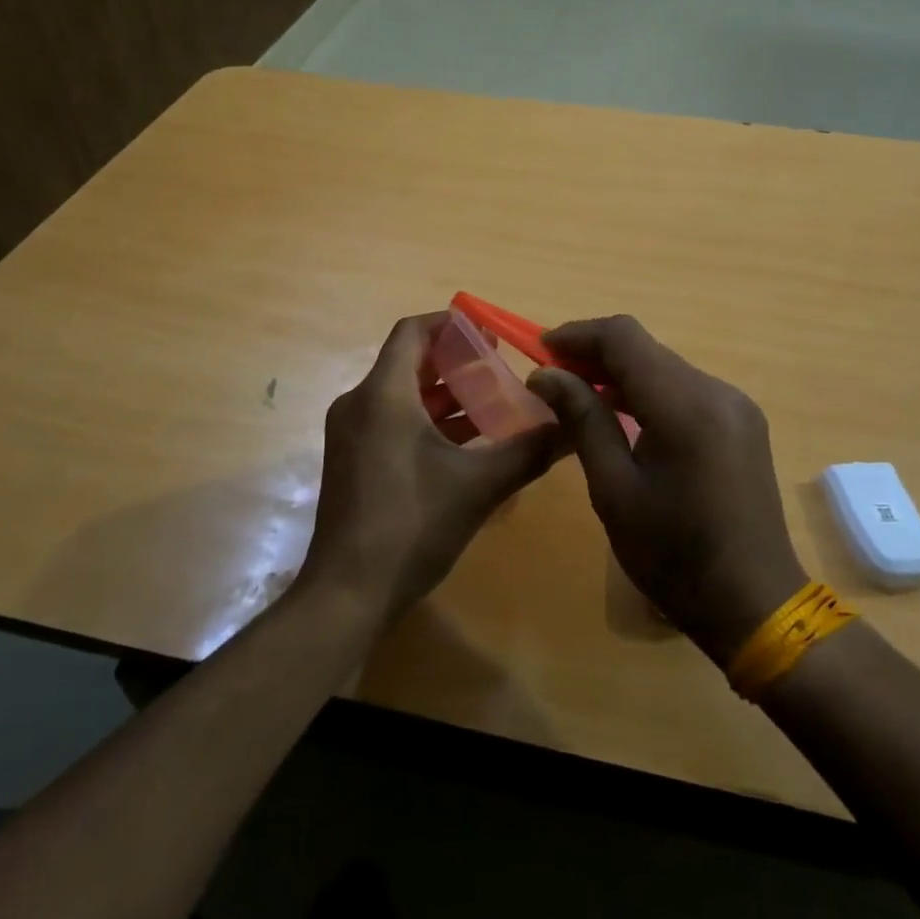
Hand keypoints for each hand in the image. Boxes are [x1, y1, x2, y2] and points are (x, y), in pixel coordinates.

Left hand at [300, 312, 564, 625]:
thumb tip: (572, 426)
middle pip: (409, 362)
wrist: (347, 594)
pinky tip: (466, 443)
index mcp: (384, 395)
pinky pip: (392, 421)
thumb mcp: (479, 486)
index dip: (450, 324)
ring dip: (444, 395)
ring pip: (401, 395)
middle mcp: (359, 404)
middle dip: (455, 362)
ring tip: (493, 403)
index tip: (488, 332)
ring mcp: (351, 434)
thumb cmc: (411, 525)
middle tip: (500, 368)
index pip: (412, 332)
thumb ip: (528, 450)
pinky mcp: (352, 461)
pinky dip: (427, 421)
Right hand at [528, 316, 806, 662]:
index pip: (624, 338)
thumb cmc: (674, 556)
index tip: (540, 351)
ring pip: (664, 366)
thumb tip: (545, 374)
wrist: (756, 605)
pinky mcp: (741, 421)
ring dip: (620, 372)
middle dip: (595, 353)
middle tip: (552, 377)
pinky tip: (623, 415)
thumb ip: (582, 420)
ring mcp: (735, 405)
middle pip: (646, 348)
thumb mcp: (614, 490)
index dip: (578, 335)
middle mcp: (717, 391)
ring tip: (578, 395)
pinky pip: (684, 389)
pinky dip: (648, 391)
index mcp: (686, 406)